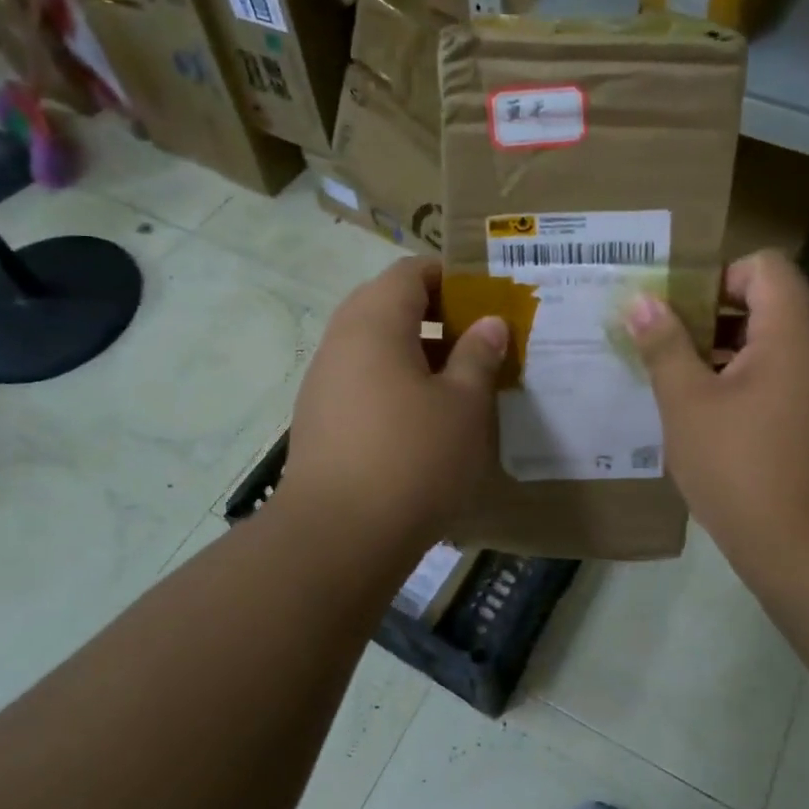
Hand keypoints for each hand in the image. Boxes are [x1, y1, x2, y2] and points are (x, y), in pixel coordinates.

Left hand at [281, 257, 508, 548]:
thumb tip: (489, 323)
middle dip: (435, 315)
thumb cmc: (412, 458)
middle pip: (387, 304)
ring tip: (459, 381)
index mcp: (374, 322)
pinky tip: (423, 419)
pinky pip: (362, 380)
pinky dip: (394, 382)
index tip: (486, 297)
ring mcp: (324, 381)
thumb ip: (478, 355)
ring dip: (416, 351)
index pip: (409, 272)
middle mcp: (341, 341)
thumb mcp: (464, 405)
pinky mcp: (320, 419)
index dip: (450, 276)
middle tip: (478, 338)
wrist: (337, 537)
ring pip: (374, 345)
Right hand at [624, 251, 808, 569]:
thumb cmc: (742, 467)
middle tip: (665, 344)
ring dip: (725, 353)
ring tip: (678, 381)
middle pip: (768, 304)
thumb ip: (664, 345)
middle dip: (712, 317)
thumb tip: (641, 301)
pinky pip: (783, 380)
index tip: (678, 309)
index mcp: (793, 332)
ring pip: (773, 346)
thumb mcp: (688, 403)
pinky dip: (746, 384)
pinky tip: (708, 419)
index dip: (718, 276)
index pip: (765, 266)